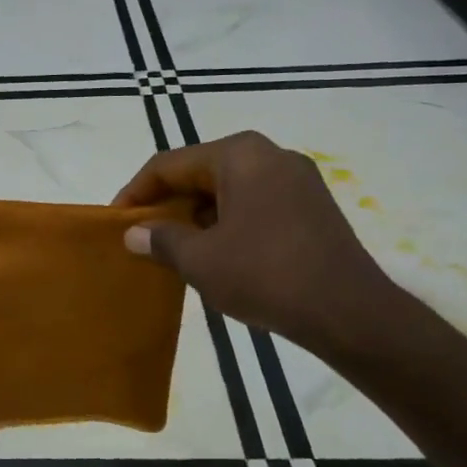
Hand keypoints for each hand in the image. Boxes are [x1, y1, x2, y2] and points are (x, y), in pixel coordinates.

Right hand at [114, 130, 397, 351]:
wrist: (349, 312)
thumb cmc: (265, 274)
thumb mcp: (200, 260)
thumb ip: (161, 239)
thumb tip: (134, 233)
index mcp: (239, 155)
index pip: (169, 164)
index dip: (136, 192)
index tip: (116, 221)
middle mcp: (270, 155)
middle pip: (200, 172)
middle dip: (167, 203)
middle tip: (143, 235)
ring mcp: (297, 179)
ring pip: (227, 189)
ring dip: (196, 215)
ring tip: (174, 248)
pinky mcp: (312, 206)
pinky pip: (254, 203)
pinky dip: (226, 222)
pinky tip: (215, 253)